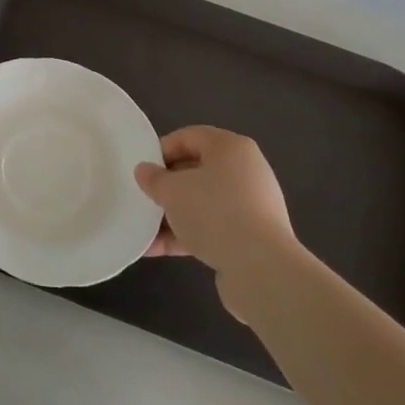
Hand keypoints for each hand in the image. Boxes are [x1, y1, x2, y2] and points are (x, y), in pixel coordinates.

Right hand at [135, 126, 301, 320]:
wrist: (261, 267)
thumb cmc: (213, 212)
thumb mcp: (171, 191)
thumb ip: (153, 178)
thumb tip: (145, 171)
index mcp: (230, 147)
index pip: (189, 137)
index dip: (161, 150)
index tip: (142, 170)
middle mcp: (246, 170)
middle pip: (196, 171)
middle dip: (167, 187)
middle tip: (144, 199)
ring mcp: (252, 204)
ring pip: (203, 202)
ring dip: (174, 216)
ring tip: (146, 232)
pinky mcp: (253, 235)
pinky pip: (214, 227)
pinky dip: (189, 234)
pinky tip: (160, 250)